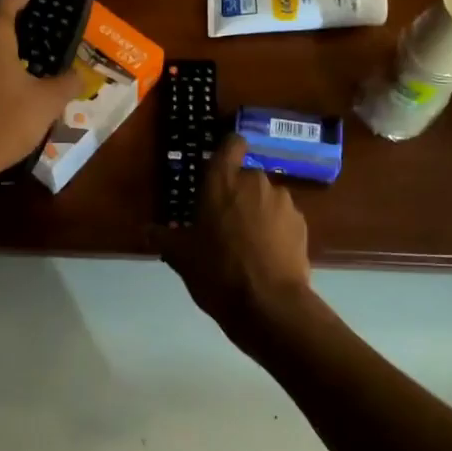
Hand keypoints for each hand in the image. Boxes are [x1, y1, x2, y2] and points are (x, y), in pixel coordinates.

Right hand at [158, 135, 315, 346]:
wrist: (269, 305)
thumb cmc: (217, 271)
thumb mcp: (181, 257)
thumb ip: (164, 237)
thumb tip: (149, 230)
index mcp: (222, 181)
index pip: (231, 144)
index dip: (228, 151)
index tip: (220, 166)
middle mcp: (255, 182)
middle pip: (246, 177)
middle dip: (237, 194)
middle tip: (223, 223)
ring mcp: (283, 202)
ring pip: (266, 199)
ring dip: (257, 213)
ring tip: (248, 244)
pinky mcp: (302, 224)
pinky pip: (283, 219)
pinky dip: (276, 230)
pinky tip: (267, 256)